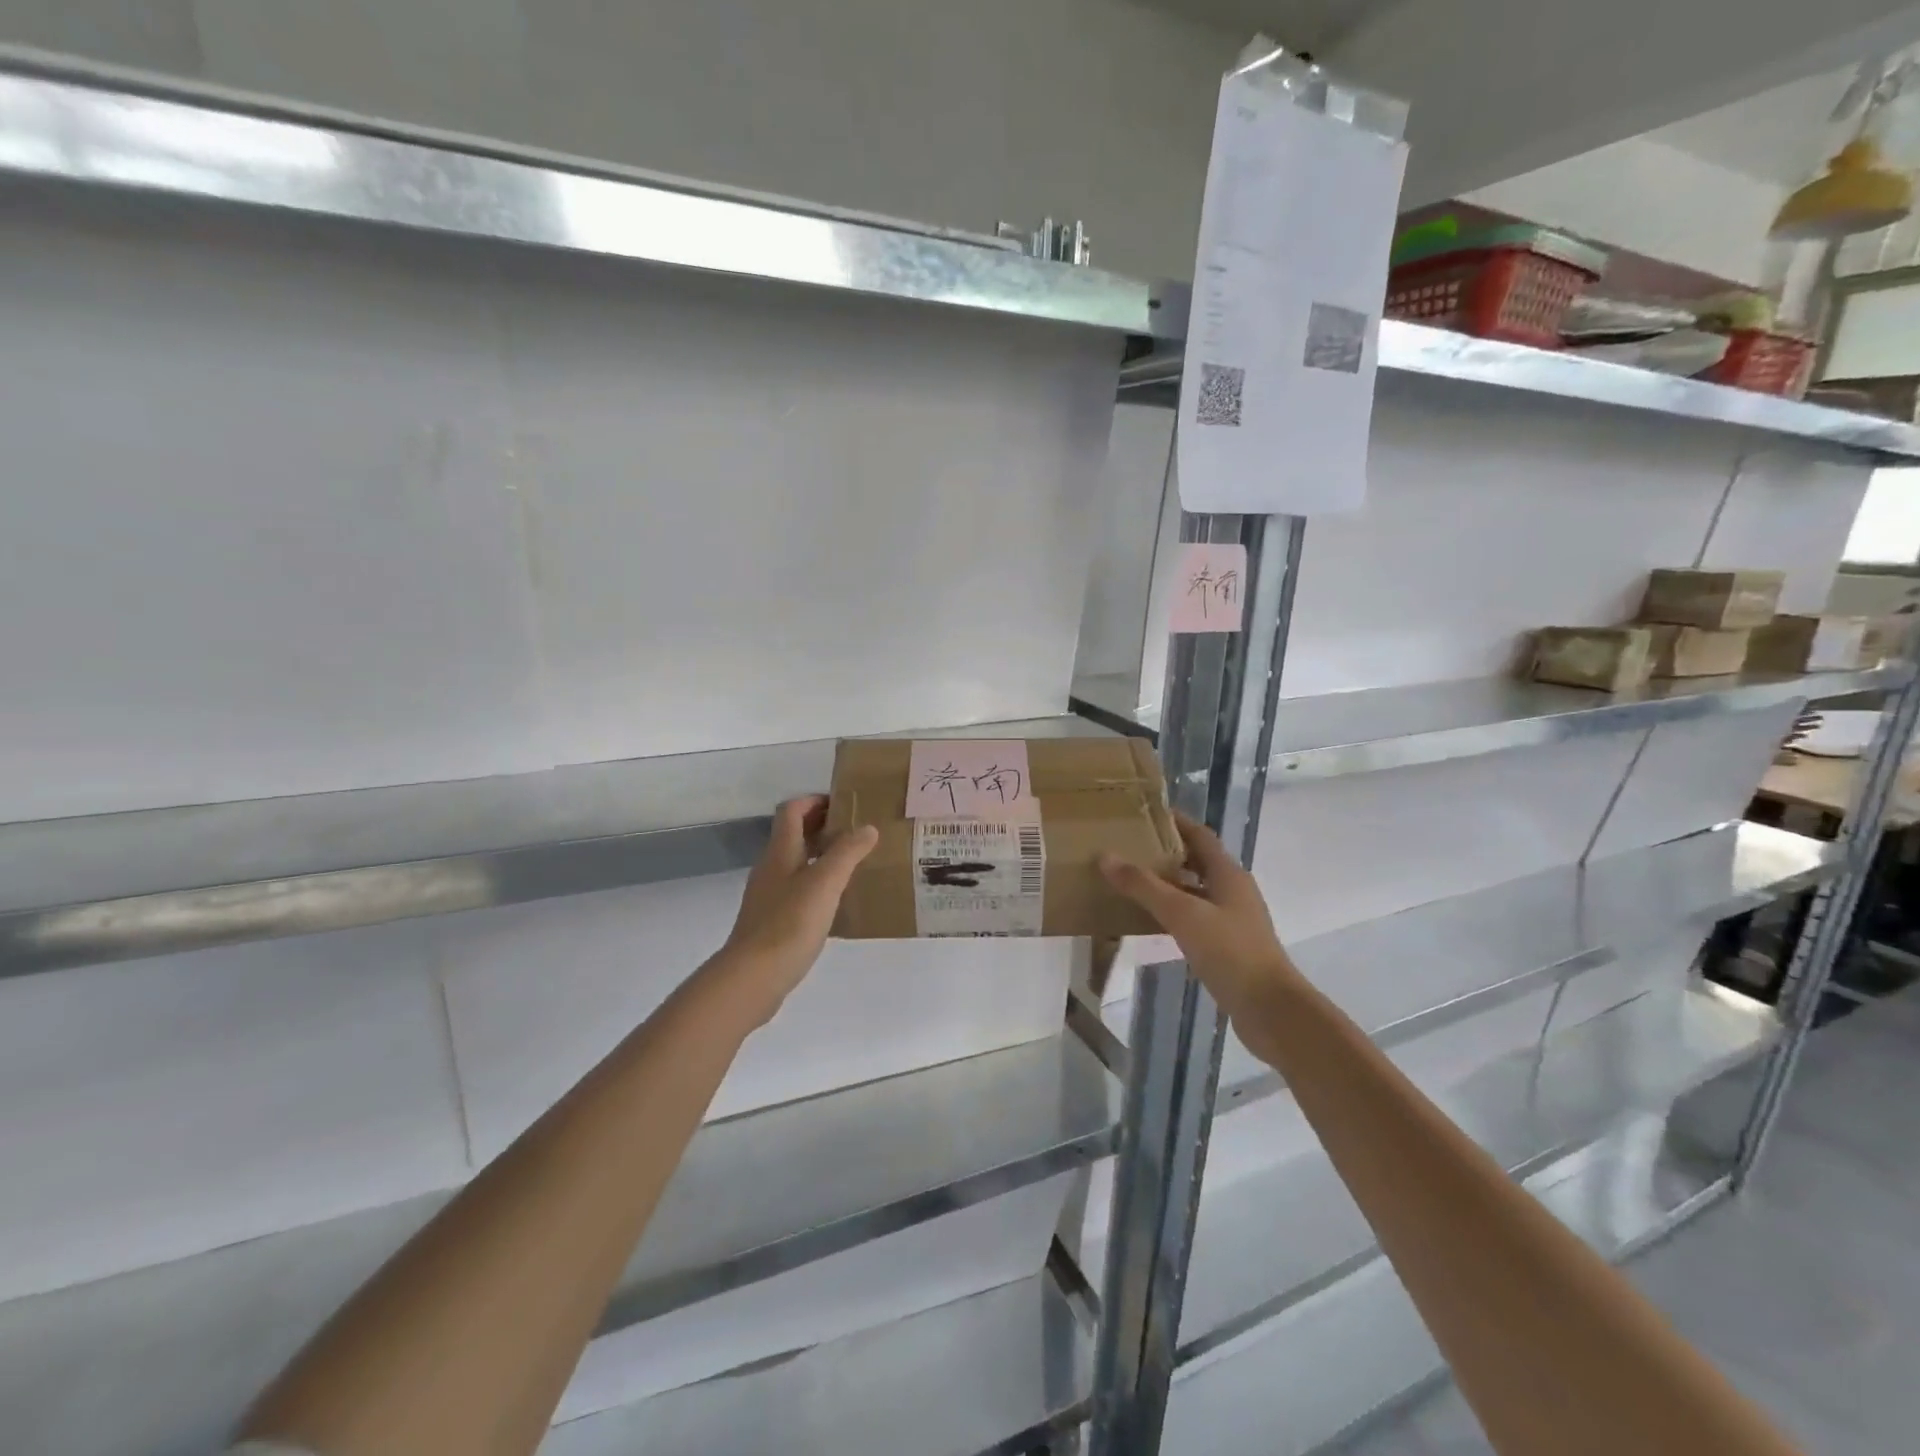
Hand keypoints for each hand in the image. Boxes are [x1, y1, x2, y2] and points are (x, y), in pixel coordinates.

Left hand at [712, 795, 878, 1025]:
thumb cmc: (790, 923)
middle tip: (858, 832)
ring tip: (854, 863)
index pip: (792, 810)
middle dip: (823, 827)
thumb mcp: (825, 883)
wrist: (753, 977)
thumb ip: (847, 852)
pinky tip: (838, 901)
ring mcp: (769, 895)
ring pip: (797, 863)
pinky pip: (797, 889)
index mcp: (780, 851)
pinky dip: (817, 884)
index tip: (845, 804)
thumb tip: (867, 828)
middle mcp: (771, 867)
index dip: (815, 801)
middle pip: (794, 835)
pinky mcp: (772, 920)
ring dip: (822, 856)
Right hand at [1099, 813, 1300, 1029]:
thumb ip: (1143, 886)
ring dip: (1167, 884)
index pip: (1199, 835)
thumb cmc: (1230, 952)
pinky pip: (1194, 918)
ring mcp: (1232, 920)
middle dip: (1166, 853)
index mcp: (1228, 874)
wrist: (1269, 1009)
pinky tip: (1149, 921)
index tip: (1142, 815)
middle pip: (1197, 861)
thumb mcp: (1182, 913)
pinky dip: (1172, 913)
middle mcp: (1232, 891)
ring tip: (1131, 881)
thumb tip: (1106, 856)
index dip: (1175, 822)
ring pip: (1194, 891)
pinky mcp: (1227, 946)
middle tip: (1128, 848)